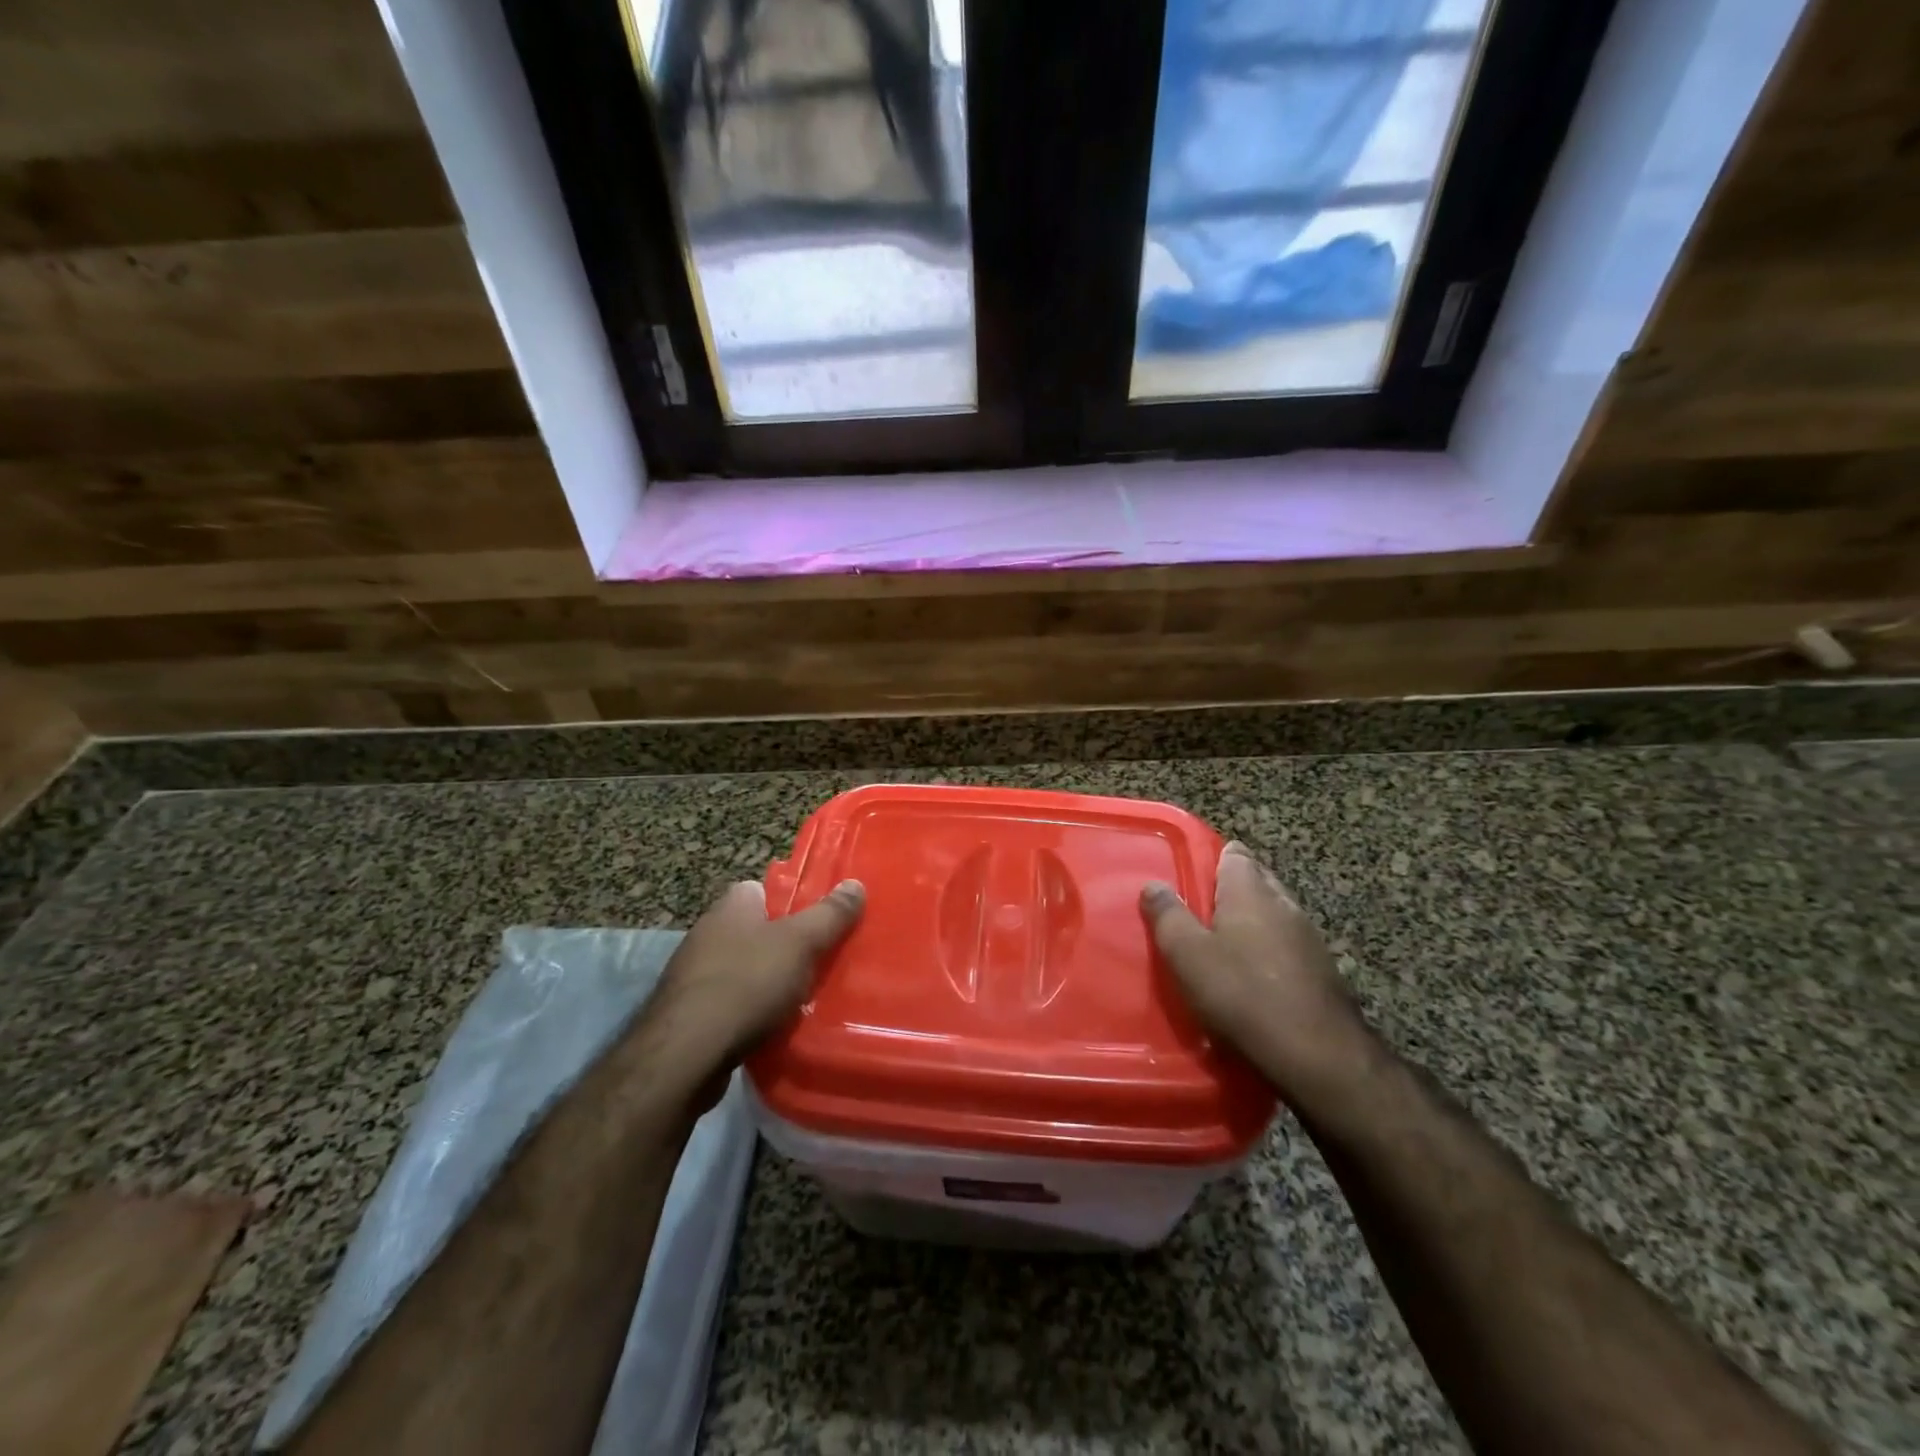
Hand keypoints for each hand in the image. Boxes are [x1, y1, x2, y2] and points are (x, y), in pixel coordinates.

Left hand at [656, 878, 865, 1071]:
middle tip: (821, 961)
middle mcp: (707, 932)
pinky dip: (751, 1012)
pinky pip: (731, 1003)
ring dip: (769, 982)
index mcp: (731, 905)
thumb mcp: (801, 943)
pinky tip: (772, 1027)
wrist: (686, 1054)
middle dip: (786, 946)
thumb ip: (830, 914)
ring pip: (745, 969)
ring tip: (804, 999)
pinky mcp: (689, 1012)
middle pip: (758, 930)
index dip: (794, 902)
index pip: (765, 889)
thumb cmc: (748, 983)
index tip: (821, 921)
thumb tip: (855, 884)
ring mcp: (694, 974)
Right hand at [1142, 843, 1375, 1110]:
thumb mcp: (1187, 955)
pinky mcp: (1323, 972)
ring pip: (1274, 916)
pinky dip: (1269, 953)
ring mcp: (1310, 938)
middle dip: (1231, 891)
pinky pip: (1287, 948)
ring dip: (1251, 924)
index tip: (1191, 876)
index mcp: (1251, 891)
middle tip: (1199, 912)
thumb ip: (1168, 916)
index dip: (1213, 859)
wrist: (1318, 1056)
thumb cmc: (1242, 995)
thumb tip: (1154, 885)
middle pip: (1256, 882)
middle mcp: (1284, 904)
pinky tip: (1253, 979)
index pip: (1235, 854)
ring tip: (1223, 946)